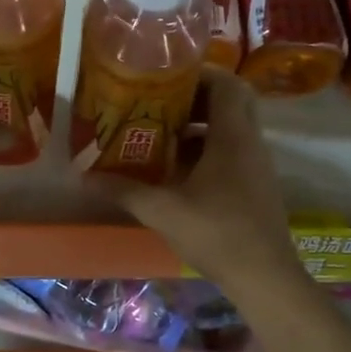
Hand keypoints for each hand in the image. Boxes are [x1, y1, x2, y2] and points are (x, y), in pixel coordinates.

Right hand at [93, 66, 298, 291]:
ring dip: (200, 125)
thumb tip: (85, 177)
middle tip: (161, 103)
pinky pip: (234, 149)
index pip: (226, 83)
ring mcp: (257, 164)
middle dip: (196, 97)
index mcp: (233, 136)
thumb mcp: (163, 211)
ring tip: (162, 133)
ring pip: (232, 127)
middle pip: (231, 100)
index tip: (166, 78)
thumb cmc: (217, 234)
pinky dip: (208, 149)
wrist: (265, 277)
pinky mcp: (257, 184)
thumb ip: (125, 190)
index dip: (198, 73)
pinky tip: (178, 169)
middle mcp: (250, 142)